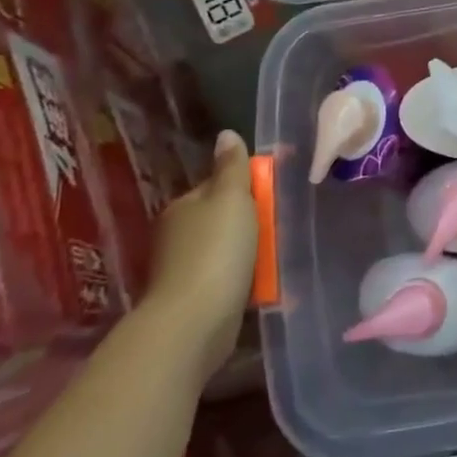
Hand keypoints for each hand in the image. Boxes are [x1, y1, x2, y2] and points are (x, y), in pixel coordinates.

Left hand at [141, 129, 258, 379]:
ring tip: (276, 258)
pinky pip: (224, 280)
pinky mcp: (193, 300)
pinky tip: (261, 286)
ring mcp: (182, 270)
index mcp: (183, 206)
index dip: (245, 187)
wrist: (194, 322)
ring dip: (247, 254)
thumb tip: (226, 134)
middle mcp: (177, 235)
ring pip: (224, 250)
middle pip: (221, 218)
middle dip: (249, 223)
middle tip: (280, 227)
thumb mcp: (231, 198)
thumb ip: (232, 167)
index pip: (217, 186)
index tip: (273, 195)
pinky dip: (242, 281)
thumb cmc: (216, 251)